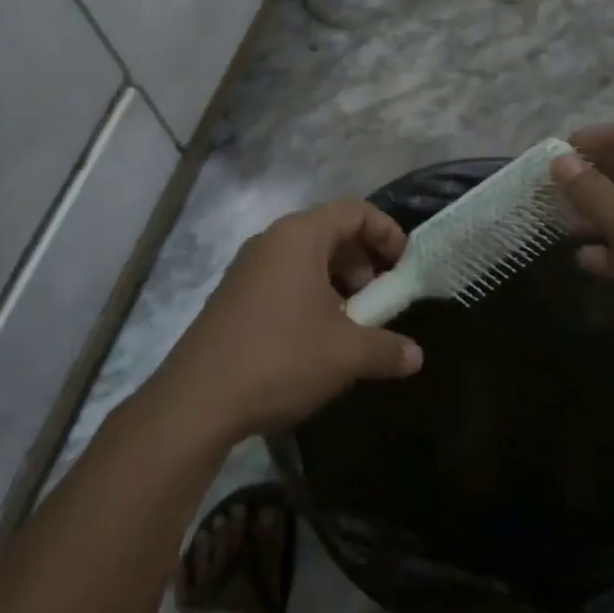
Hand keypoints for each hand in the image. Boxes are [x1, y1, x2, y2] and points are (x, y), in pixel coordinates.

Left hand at [156, 200, 423, 439]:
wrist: (197, 401)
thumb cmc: (281, 357)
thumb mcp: (346, 354)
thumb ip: (387, 349)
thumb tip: (416, 356)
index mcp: (299, 236)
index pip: (354, 211)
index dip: (386, 232)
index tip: (404, 267)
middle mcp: (271, 241)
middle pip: (330, 233)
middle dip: (363, 264)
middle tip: (379, 302)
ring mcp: (247, 269)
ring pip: (306, 261)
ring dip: (337, 285)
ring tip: (352, 327)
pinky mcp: (233, 297)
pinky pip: (283, 281)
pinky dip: (310, 298)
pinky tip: (317, 342)